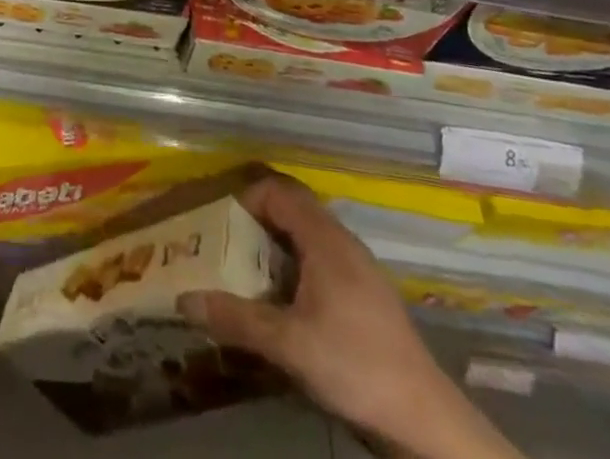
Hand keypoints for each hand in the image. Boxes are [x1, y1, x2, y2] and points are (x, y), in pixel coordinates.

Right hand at [178, 175, 519, 458]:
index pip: (278, 191)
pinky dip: (294, 269)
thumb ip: (237, 319)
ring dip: (274, 249)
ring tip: (247, 278)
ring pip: (306, 237)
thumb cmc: (354, 365)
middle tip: (225, 249)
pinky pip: (320, 261)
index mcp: (324, 238)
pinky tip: (284, 307)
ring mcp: (357, 267)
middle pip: (291, 210)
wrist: (424, 417)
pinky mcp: (365, 294)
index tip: (220, 226)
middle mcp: (341, 241)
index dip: (246, 199)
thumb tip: (185, 300)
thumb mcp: (288, 344)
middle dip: (255, 224)